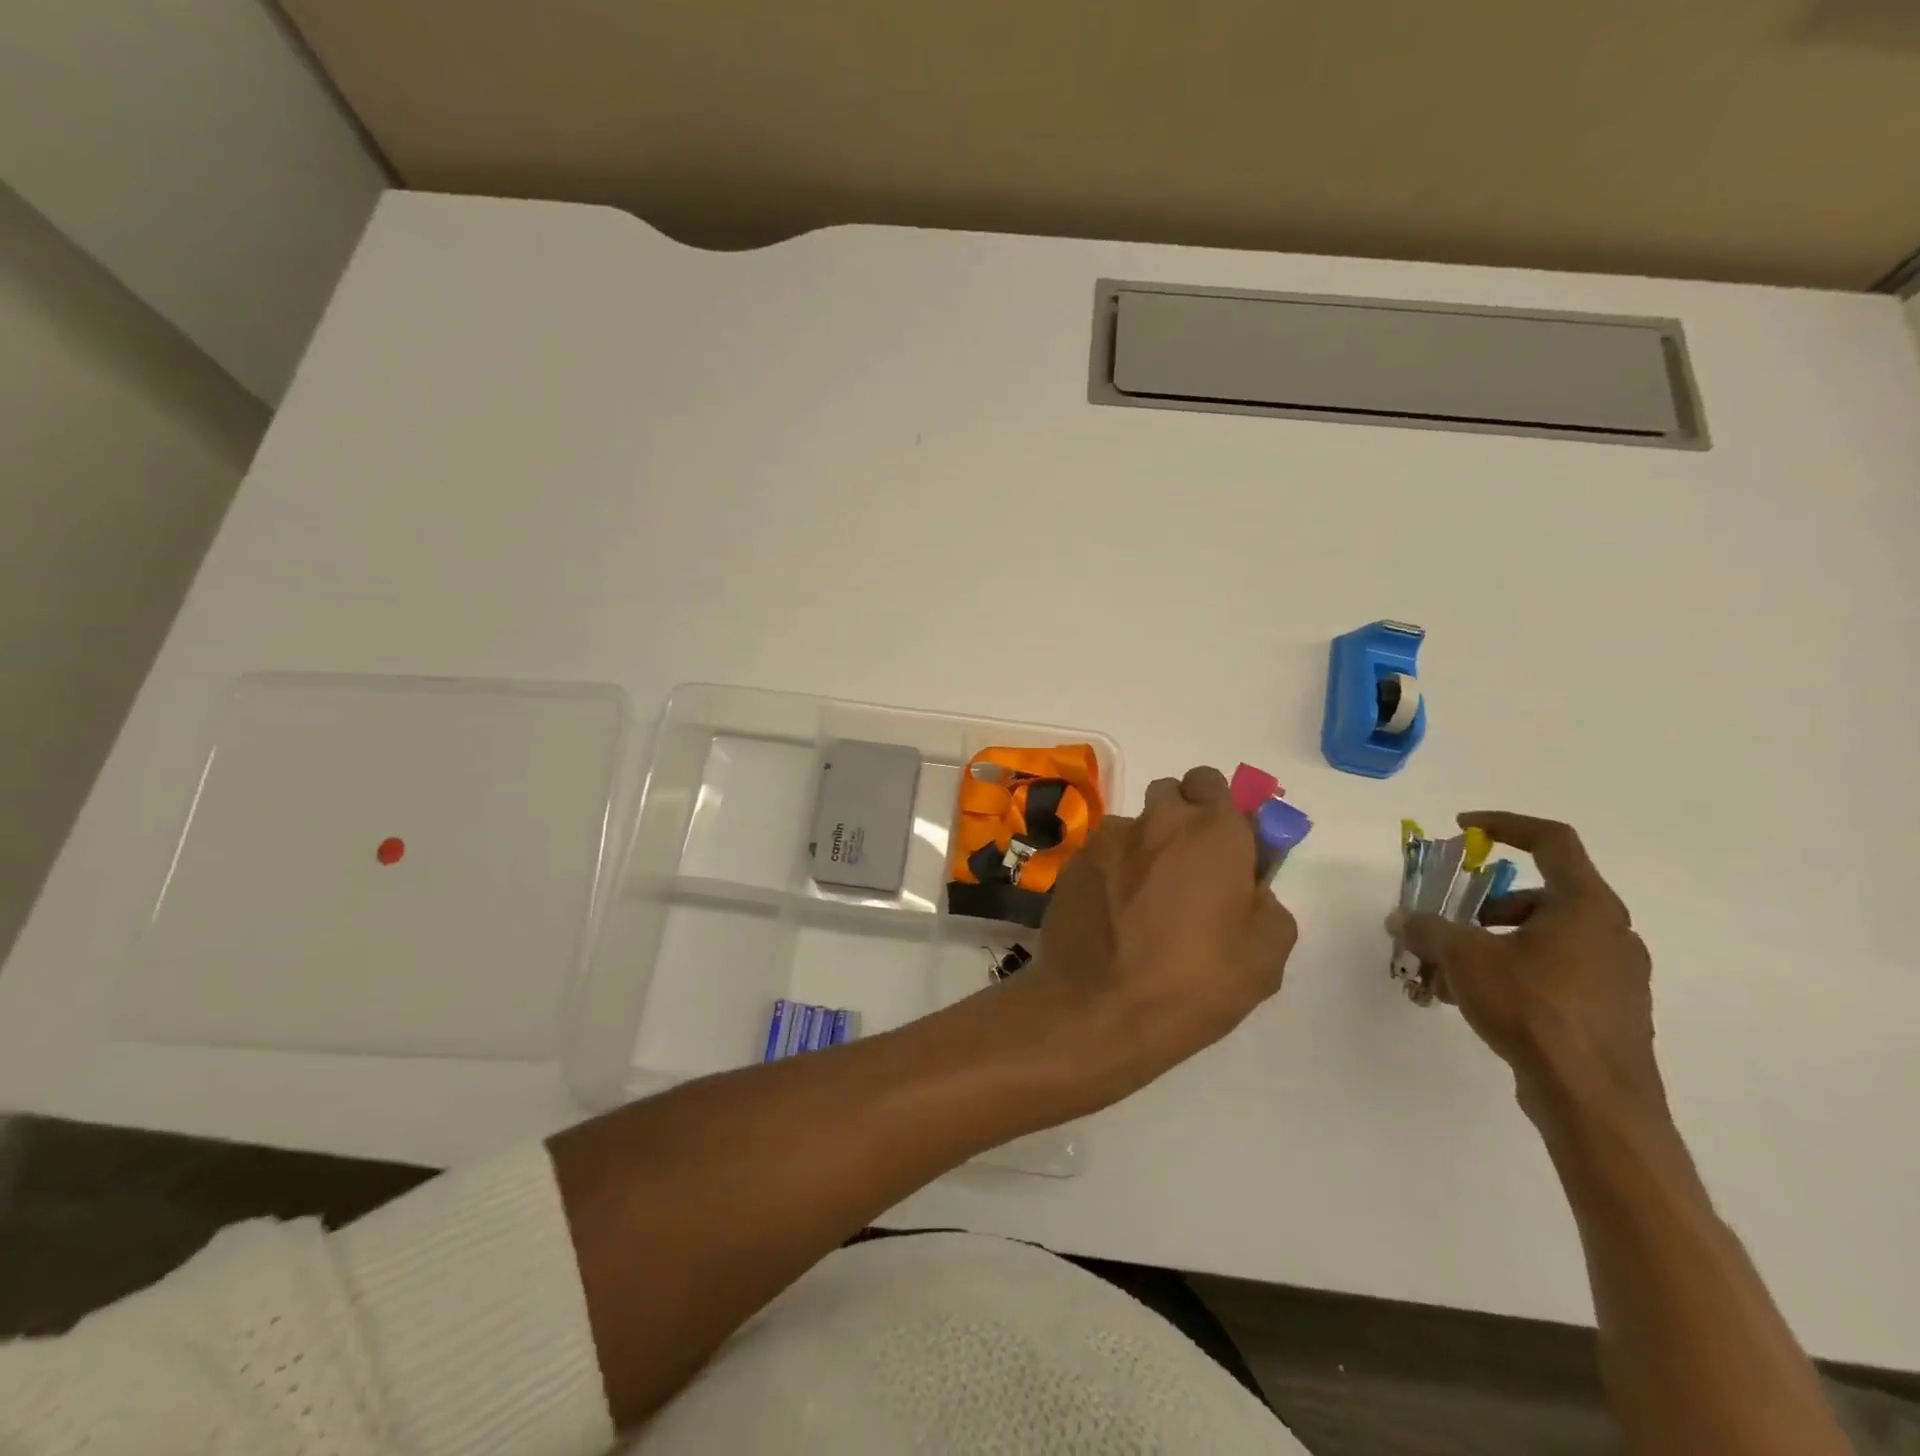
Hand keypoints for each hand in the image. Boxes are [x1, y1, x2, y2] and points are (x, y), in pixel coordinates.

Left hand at [1028, 765, 1297, 1098]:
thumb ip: (1267, 904)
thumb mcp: (1265, 956)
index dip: (1219, 806)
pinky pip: (1102, 852)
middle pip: (1170, 793)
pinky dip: (1111, 869)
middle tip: (1187, 867)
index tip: (1224, 842)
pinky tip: (1111, 913)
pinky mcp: (1074, 862)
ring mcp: (1109, 839)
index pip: (1213, 781)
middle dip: (1181, 817)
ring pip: (1133, 825)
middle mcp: (1158, 821)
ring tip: (1143, 899)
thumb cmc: (1195, 983)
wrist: (1100, 1009)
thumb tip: (1249, 890)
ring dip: (1144, 846)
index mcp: (1212, 832)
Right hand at [1391, 812, 1663, 1135]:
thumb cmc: (1533, 1008)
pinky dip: (1510, 973)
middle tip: (1448, 922)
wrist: (1594, 1102)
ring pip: (1541, 938)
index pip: (1552, 841)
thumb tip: (1400, 919)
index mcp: (1586, 906)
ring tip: (1446, 972)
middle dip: (1482, 904)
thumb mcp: (1463, 957)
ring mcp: (1614, 975)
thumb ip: (1427, 929)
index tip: (1463, 828)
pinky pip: (1551, 973)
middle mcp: (1610, 933)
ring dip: (1490, 943)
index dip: (1504, 825)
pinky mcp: (1607, 1011)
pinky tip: (1472, 1001)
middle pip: (1538, 895)